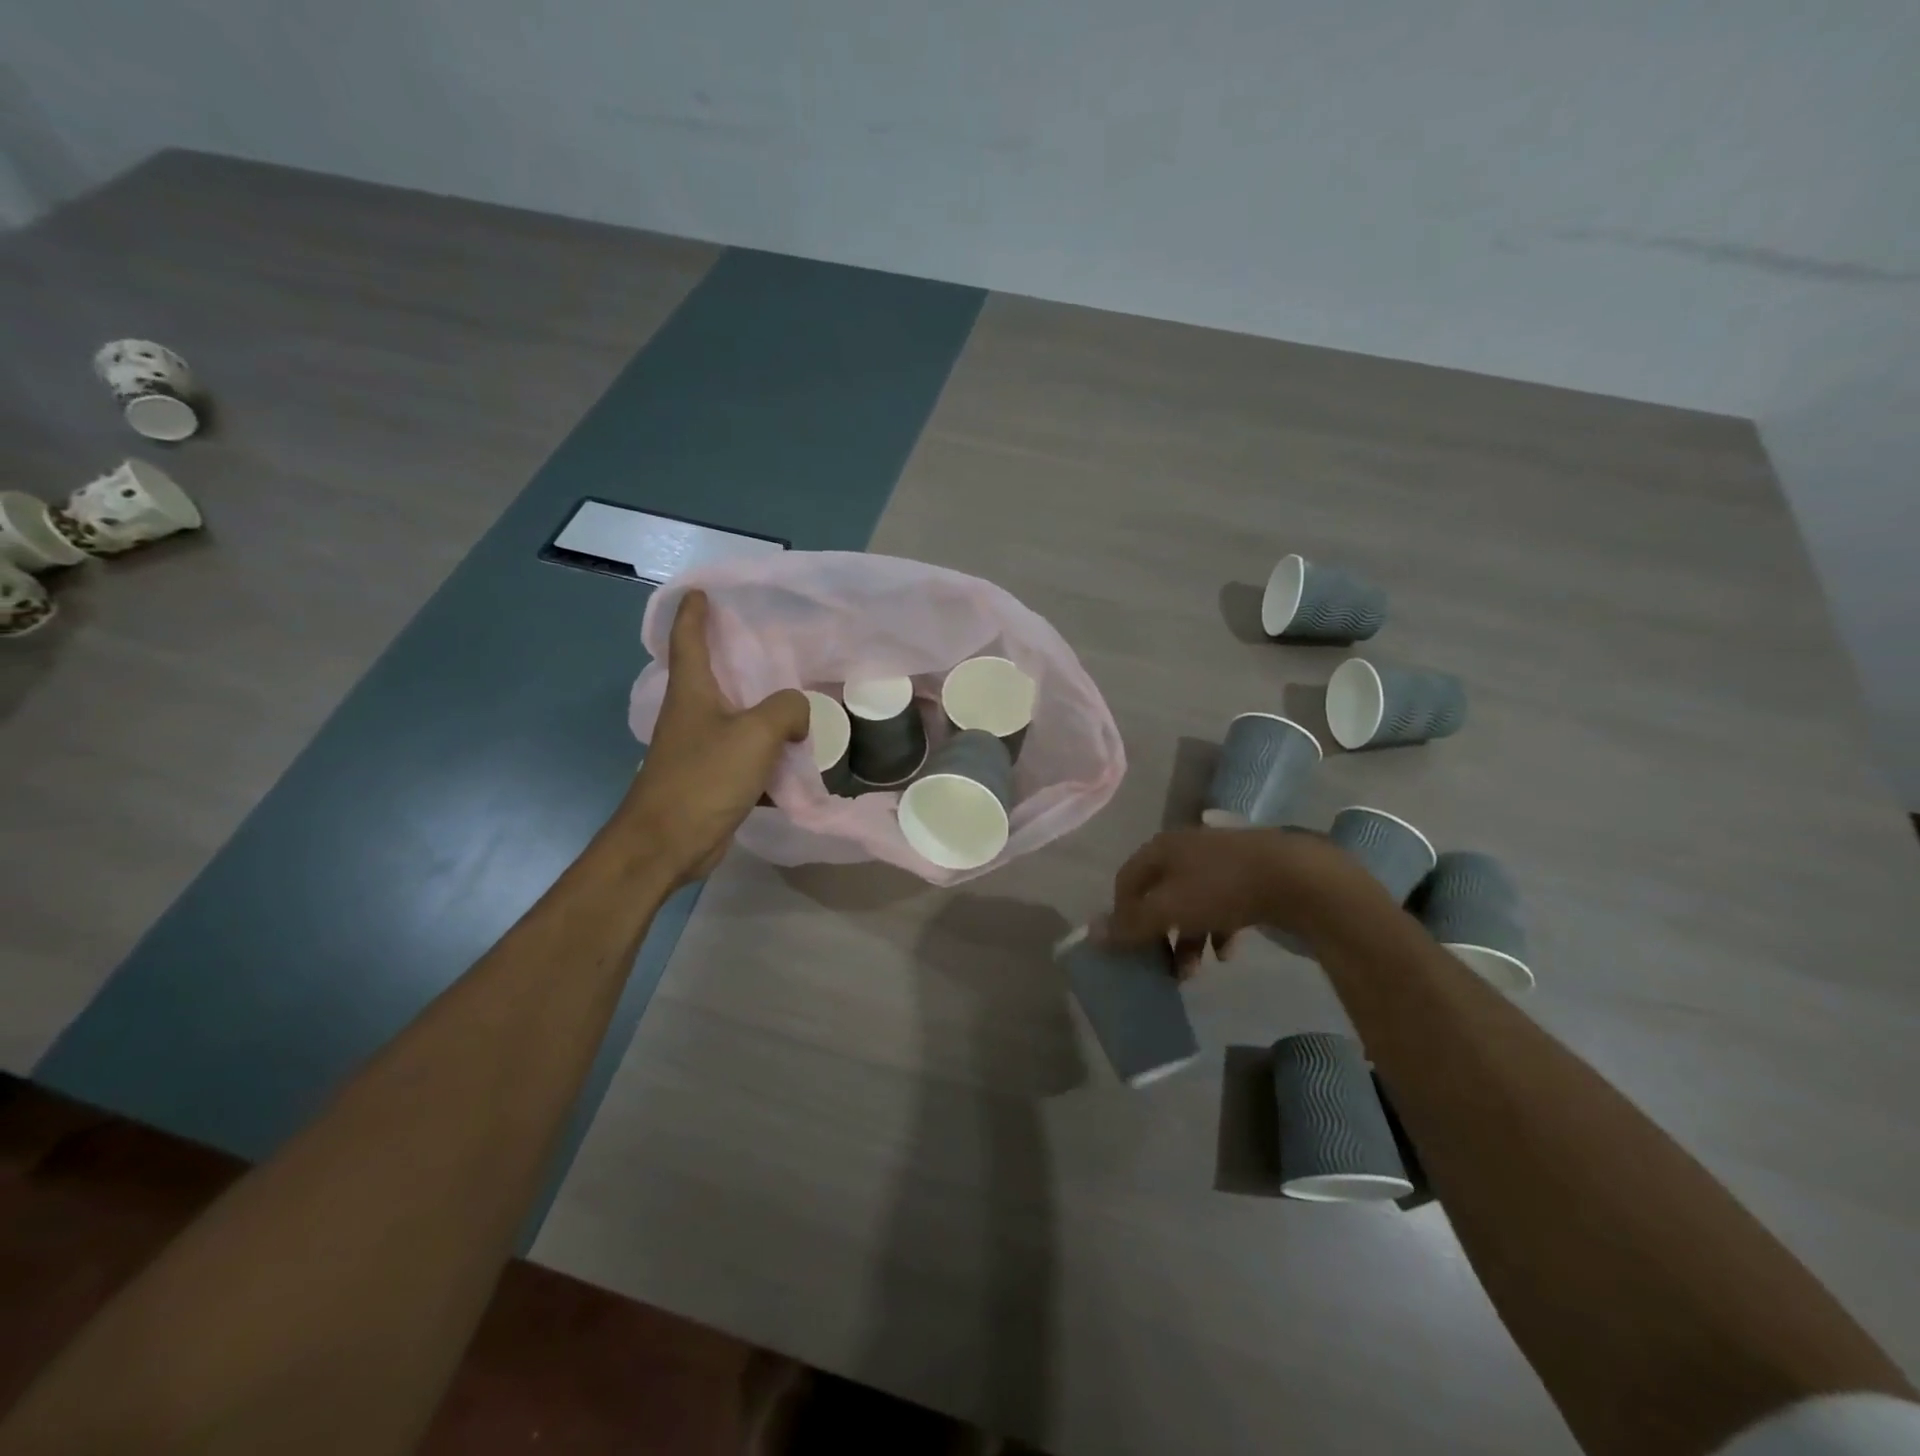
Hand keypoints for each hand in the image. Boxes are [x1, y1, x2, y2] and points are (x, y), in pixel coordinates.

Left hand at [620, 591, 809, 885]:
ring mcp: (697, 747)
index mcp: (692, 691)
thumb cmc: (704, 777)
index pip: (687, 638)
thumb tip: (797, 713)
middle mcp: (690, 713)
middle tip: (767, 640)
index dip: (694, 612)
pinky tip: (791, 753)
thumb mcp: (755, 734)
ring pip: (733, 715)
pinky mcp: (709, 777)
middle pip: (711, 673)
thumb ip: (786, 710)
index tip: (702, 590)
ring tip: (792, 696)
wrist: (668, 843)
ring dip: (757, 706)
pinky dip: (765, 749)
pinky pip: (743, 752)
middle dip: (733, 655)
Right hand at [1098, 827, 1392, 976]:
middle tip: (1161, 966)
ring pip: (1192, 904)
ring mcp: (1221, 860)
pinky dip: (1219, 930)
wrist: (1298, 877)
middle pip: (1160, 895)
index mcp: (1162, 848)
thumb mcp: (1169, 909)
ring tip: (1195, 971)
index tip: (1126, 947)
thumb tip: (1091, 933)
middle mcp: (1187, 849)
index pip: (1126, 881)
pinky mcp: (1251, 875)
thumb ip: (1131, 923)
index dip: (1121, 914)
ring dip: (1188, 939)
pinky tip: (1229, 953)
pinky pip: (1224, 905)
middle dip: (1159, 934)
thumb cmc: (1222, 888)